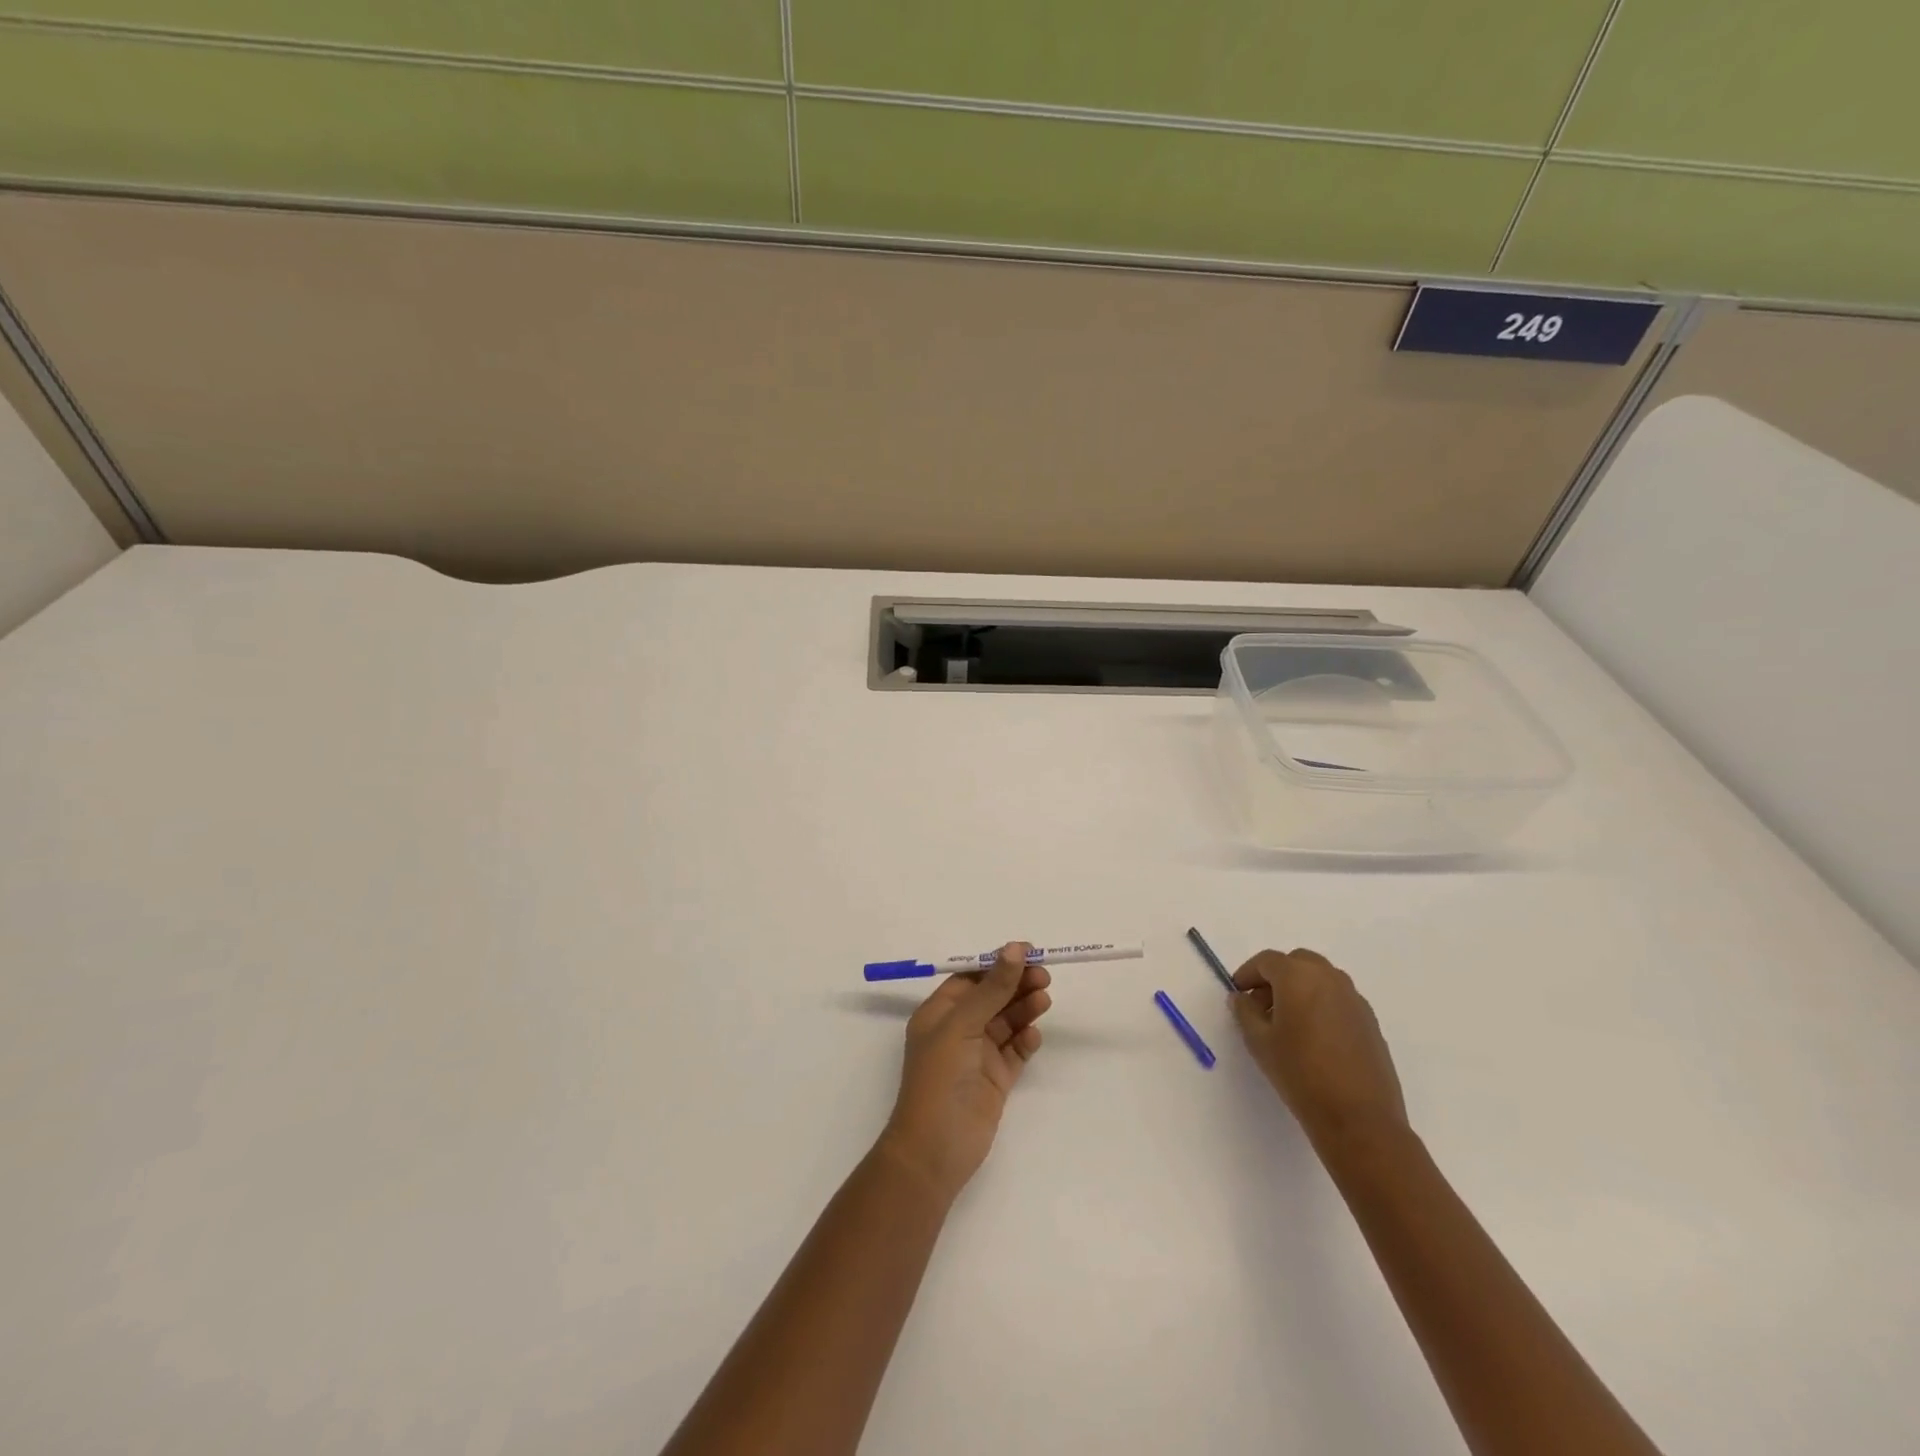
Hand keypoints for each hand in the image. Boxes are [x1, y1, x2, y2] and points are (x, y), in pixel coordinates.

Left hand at [877, 942, 1051, 1205]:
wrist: (936, 1150)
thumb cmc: (940, 1078)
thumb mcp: (963, 1025)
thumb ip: (992, 988)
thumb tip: (1014, 948)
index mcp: (939, 1013)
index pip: (971, 978)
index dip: (998, 964)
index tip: (1028, 952)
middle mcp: (958, 1030)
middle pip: (992, 997)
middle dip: (1016, 985)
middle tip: (1045, 977)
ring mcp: (977, 1056)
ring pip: (1006, 1022)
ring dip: (1024, 1009)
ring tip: (1044, 1000)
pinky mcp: (995, 1080)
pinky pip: (1014, 1052)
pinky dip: (1025, 1041)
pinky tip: (1033, 1036)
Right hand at [1229, 948, 1407, 1152]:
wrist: (1359, 1118)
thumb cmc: (1300, 1074)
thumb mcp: (1259, 1042)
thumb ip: (1245, 1012)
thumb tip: (1241, 997)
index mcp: (1298, 976)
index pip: (1267, 961)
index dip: (1248, 973)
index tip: (1238, 993)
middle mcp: (1329, 978)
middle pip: (1297, 962)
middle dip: (1276, 977)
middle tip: (1261, 1005)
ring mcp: (1354, 999)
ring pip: (1320, 979)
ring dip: (1300, 989)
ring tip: (1287, 1022)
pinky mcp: (1370, 1021)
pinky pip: (1338, 999)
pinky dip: (1321, 1004)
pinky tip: (1313, 1037)